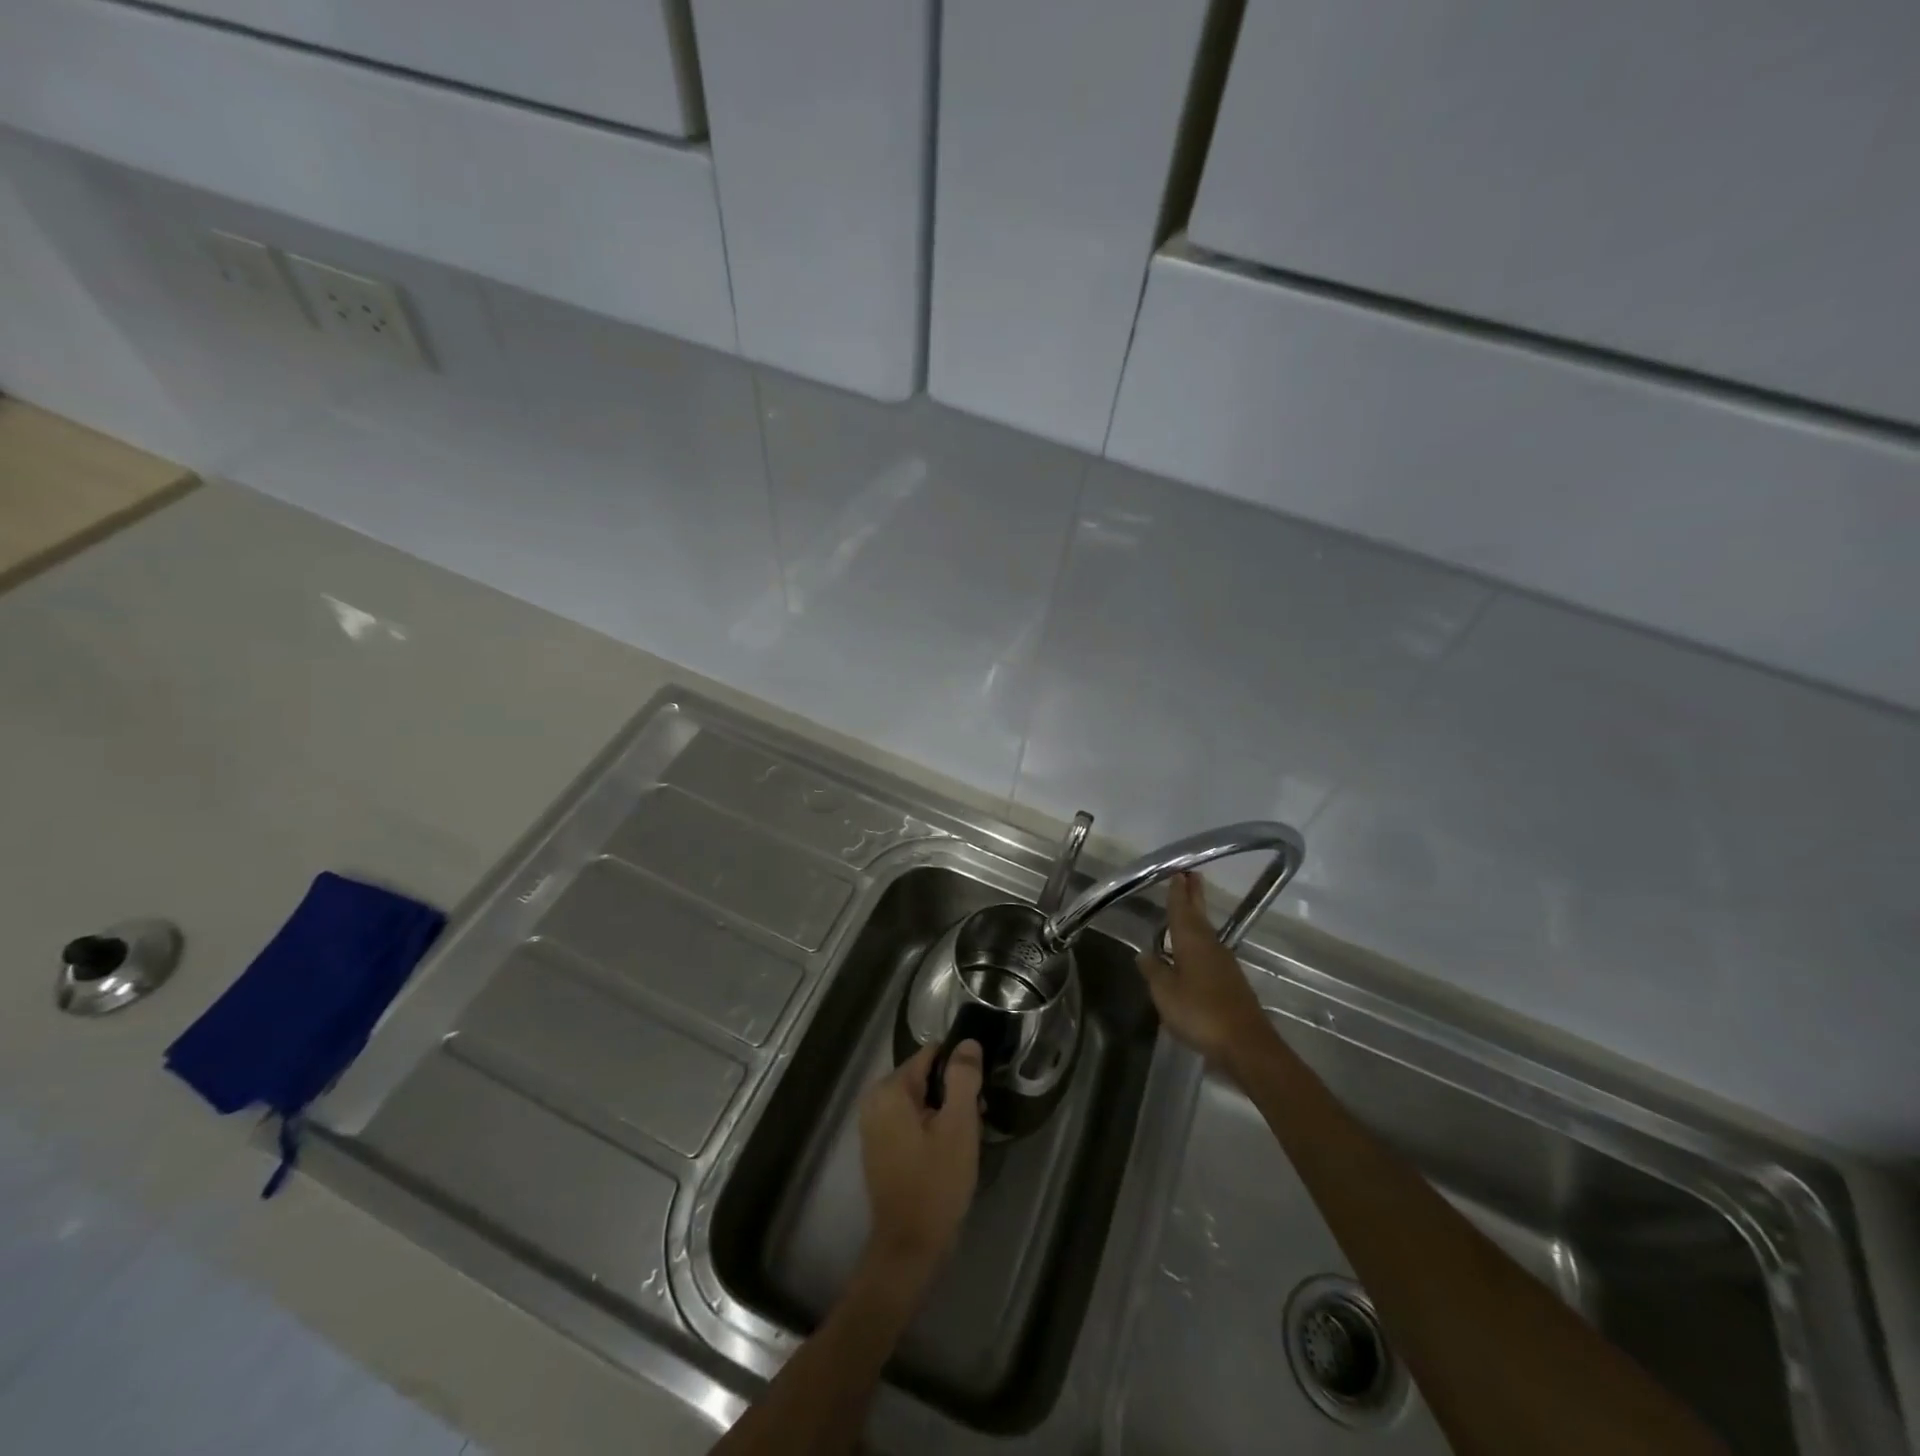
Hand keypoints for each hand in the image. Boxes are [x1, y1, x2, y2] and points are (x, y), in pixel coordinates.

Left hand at [858, 1041, 983, 1284]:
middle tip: (976, 1119)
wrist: (910, 1247)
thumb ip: (963, 1077)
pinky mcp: (879, 1146)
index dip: (960, 1068)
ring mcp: (874, 1124)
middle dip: (953, 1092)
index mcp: (889, 1089)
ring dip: (945, 1111)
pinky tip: (950, 1150)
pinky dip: (931, 1126)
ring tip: (967, 1136)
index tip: (979, 1092)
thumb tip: (967, 1042)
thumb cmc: (936, 1182)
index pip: (931, 1054)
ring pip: (920, 1100)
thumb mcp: (958, 1125)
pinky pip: (910, 1120)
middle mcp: (875, 1100)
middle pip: (925, 1076)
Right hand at [1138, 873, 1273, 1067]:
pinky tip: (1193, 949)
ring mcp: (1224, 963)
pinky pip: (1211, 950)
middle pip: (1198, 915)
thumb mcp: (1165, 993)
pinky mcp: (1231, 981)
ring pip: (1206, 932)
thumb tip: (1144, 953)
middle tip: (1190, 875)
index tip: (1177, 872)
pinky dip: (1200, 940)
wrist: (1245, 1044)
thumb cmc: (1200, 1012)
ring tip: (1188, 907)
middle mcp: (1210, 946)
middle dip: (1193, 896)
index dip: (1177, 892)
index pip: (1181, 910)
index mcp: (1192, 942)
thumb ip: (1154, 971)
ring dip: (1197, 916)